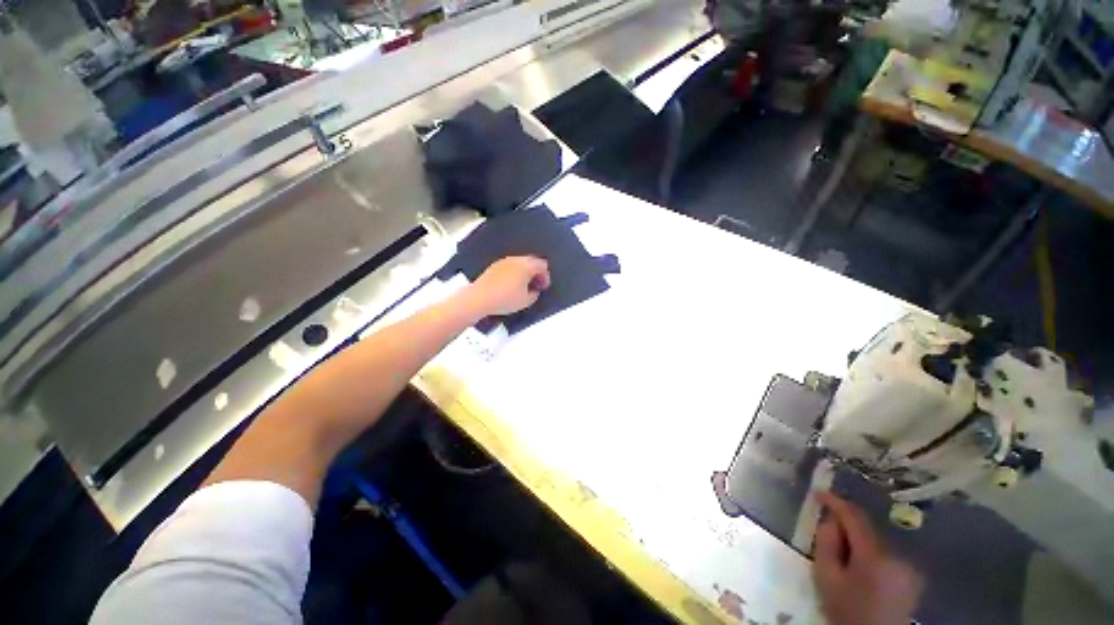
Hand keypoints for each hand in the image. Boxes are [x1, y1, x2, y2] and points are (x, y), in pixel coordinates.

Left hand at [466, 256, 550, 316]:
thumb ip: (534, 294)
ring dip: (525, 272)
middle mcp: (516, 260)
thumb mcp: (526, 301)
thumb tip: (534, 291)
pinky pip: (509, 266)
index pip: (542, 265)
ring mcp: (503, 261)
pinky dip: (514, 273)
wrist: (479, 298)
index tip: (543, 287)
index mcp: (526, 266)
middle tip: (536, 285)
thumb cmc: (505, 299)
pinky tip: (511, 285)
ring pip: (520, 263)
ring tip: (524, 286)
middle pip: (531, 261)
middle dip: (536, 273)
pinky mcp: (494, 266)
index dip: (546, 276)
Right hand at [812, 492, 922, 624]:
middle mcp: (898, 555)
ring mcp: (909, 566)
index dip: (835, 501)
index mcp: (876, 555)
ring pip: (877, 539)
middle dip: (846, 524)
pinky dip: (870, 550)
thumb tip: (829, 520)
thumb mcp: (826, 578)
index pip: (855, 516)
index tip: (817, 493)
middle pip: (868, 528)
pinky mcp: (912, 576)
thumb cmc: (847, 611)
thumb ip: (826, 544)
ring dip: (858, 538)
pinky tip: (859, 563)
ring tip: (842, 550)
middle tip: (826, 528)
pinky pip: (887, 552)